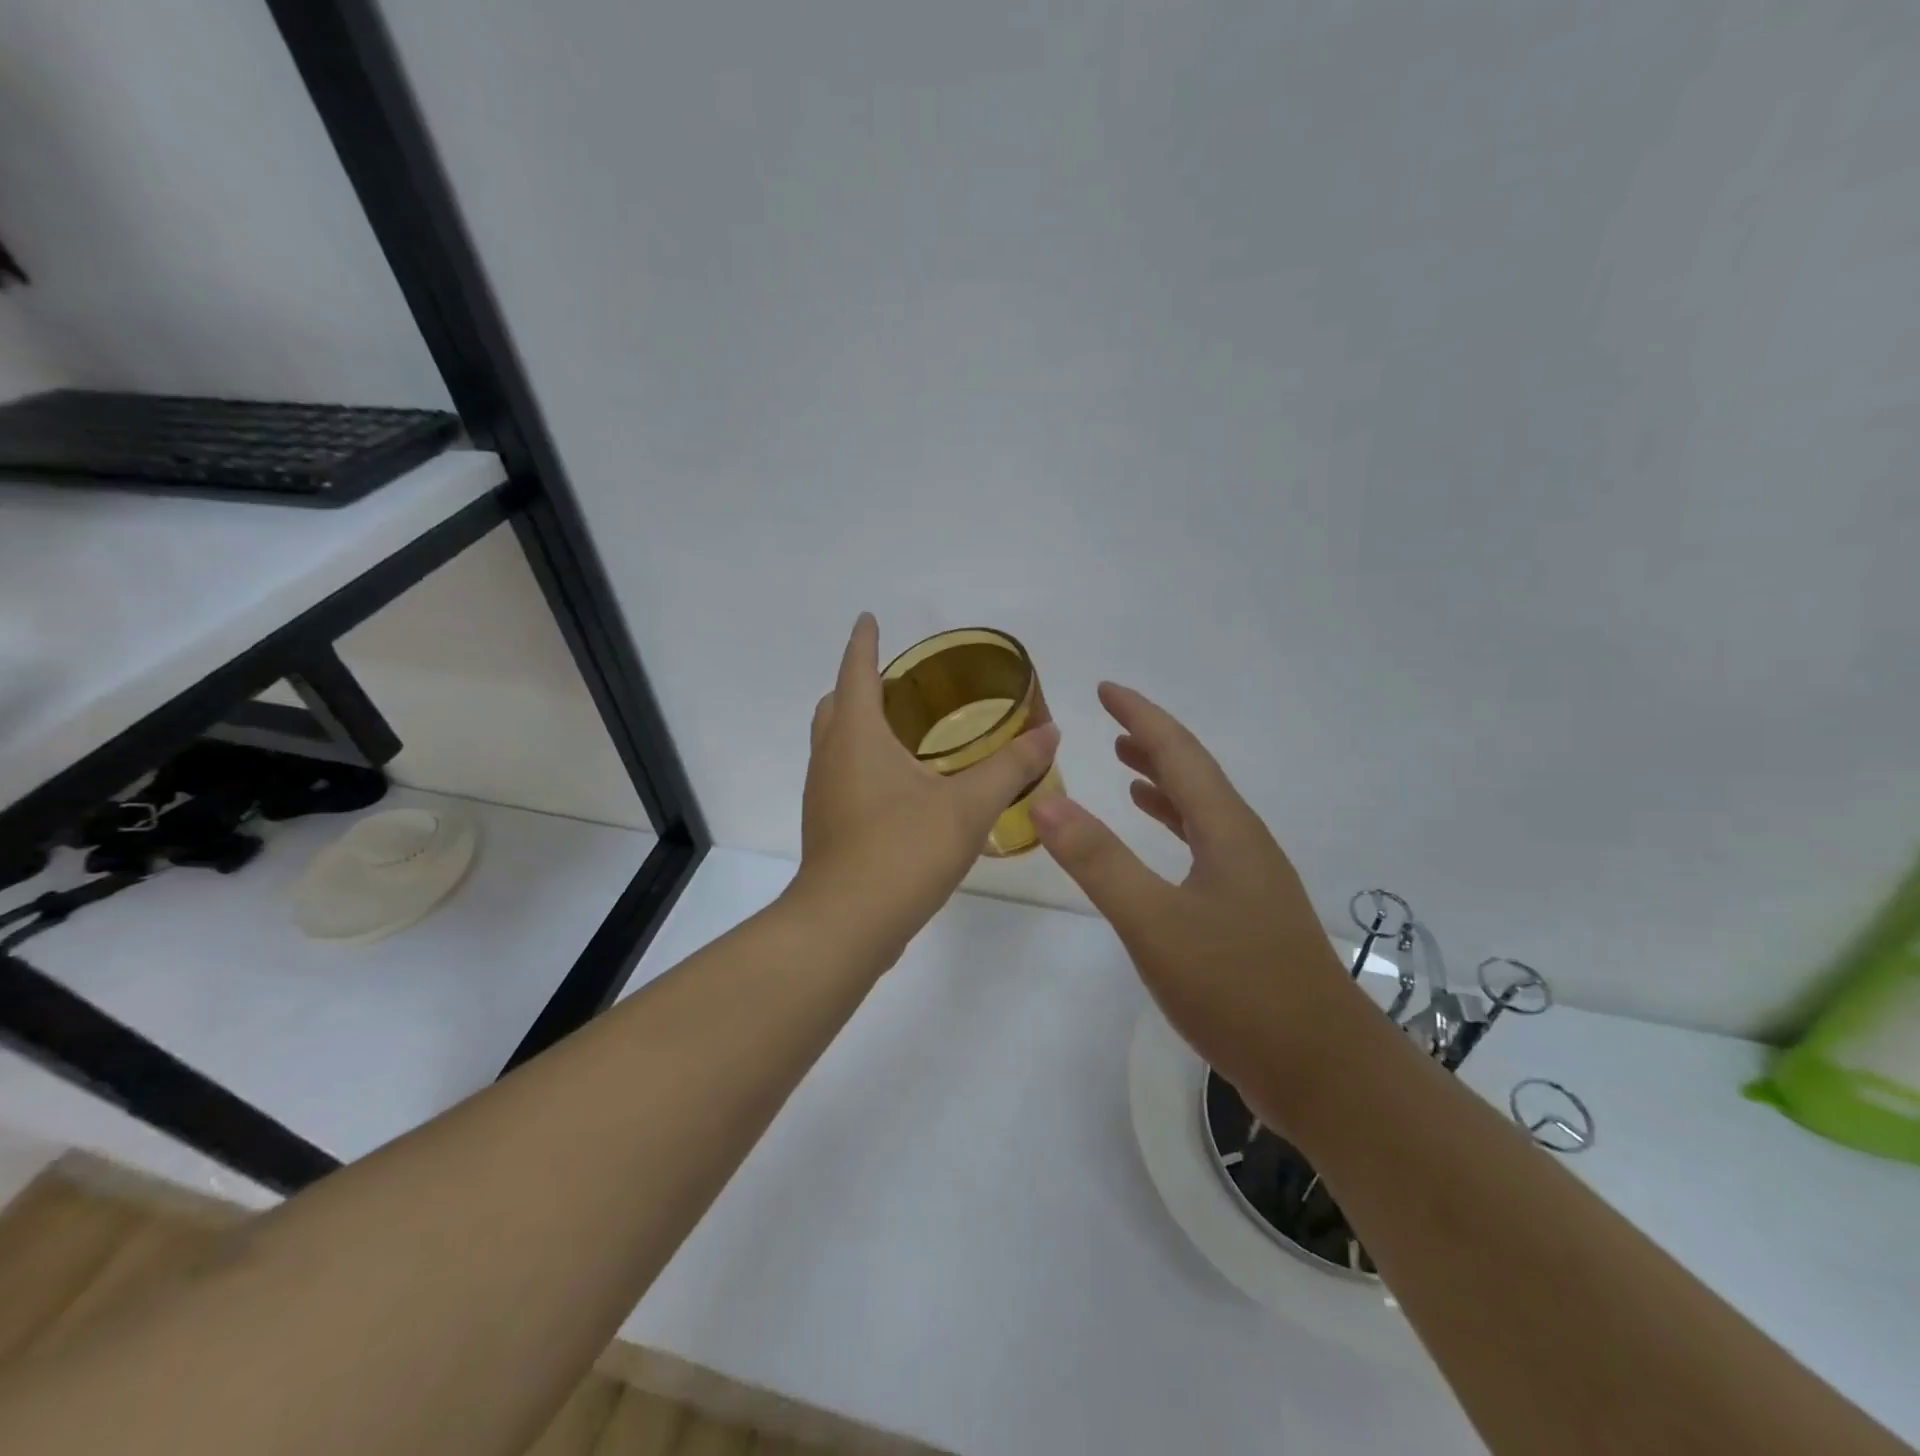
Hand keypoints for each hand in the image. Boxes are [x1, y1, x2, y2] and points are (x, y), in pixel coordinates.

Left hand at [789, 614, 1059, 961]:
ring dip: (859, 723)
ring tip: (902, 726)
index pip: (857, 671)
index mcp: (857, 735)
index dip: (864, 642)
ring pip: (835, 741)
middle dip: (861, 683)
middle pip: (837, 704)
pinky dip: (863, 760)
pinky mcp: (827, 825)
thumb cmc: (904, 850)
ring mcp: (823, 793)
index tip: (868, 619)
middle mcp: (831, 756)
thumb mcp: (969, 806)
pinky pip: (842, 774)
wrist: (847, 924)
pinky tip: (898, 784)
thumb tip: (1051, 732)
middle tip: (898, 680)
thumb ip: (1012, 767)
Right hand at [1029, 683, 1349, 1089]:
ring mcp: (1251, 880)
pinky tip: (1161, 845)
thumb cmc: (1237, 988)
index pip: (1179, 753)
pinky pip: (1204, 848)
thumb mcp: (1155, 922)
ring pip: (1201, 812)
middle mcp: (1243, 843)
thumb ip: (1099, 861)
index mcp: (1226, 830)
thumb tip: (1046, 800)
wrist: (1323, 1070)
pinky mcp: (1249, 914)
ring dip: (1164, 784)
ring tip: (1127, 768)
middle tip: (1111, 721)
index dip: (1142, 716)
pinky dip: (1175, 829)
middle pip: (1194, 775)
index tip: (1107, 688)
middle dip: (1153, 741)